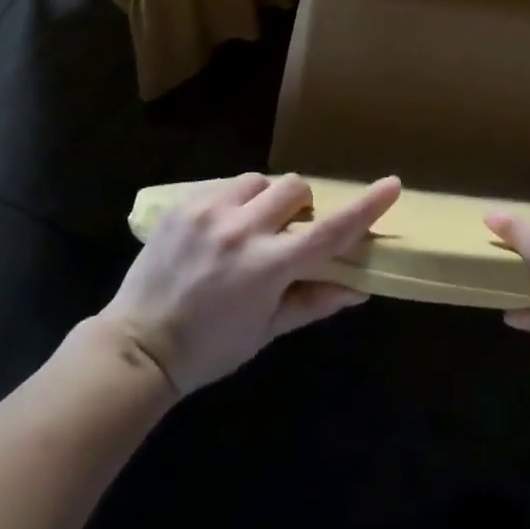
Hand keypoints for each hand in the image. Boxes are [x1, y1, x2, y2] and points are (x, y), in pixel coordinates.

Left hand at [97, 172, 399, 394]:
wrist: (137, 346)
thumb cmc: (210, 348)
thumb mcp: (266, 331)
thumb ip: (314, 301)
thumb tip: (360, 289)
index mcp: (268, 267)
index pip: (329, 231)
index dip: (365, 207)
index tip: (392, 184)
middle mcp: (241, 230)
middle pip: (294, 187)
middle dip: (300, 205)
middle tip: (286, 232)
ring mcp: (209, 212)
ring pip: (259, 180)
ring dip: (264, 199)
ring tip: (247, 228)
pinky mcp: (183, 204)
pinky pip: (225, 185)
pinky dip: (233, 200)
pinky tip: (219, 228)